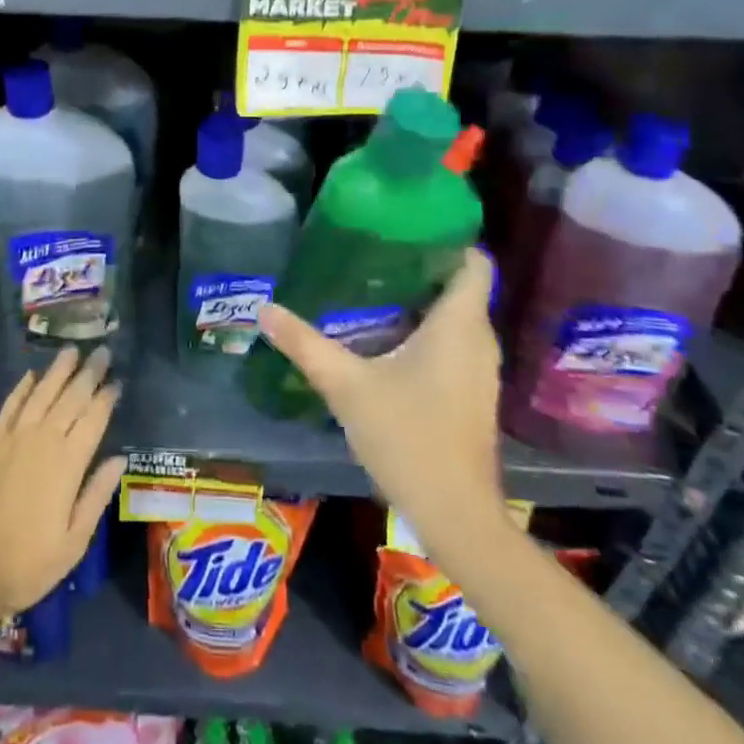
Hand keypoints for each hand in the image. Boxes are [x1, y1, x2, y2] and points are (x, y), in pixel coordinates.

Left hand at [0, 346, 126, 612]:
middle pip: (70, 399)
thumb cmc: (27, 563)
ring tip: (71, 350)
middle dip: (88, 374)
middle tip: (101, 351)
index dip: (106, 398)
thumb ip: (96, 495)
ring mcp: (13, 438)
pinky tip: (31, 375)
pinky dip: (22, 388)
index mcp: (68, 464)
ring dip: (58, 371)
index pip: (93, 420)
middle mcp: (43, 441)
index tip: (116, 381)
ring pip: (41, 394)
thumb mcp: (73, 542)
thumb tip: (119, 459)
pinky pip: (9, 406)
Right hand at [256, 249, 505, 541]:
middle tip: (372, 253)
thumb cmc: (408, 438)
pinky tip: (387, 336)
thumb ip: (304, 344)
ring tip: (373, 286)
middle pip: (460, 285)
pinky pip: (454, 343)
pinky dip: (427, 330)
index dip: (447, 238)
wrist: (455, 515)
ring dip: (422, 299)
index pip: (474, 262)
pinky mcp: (472, 393)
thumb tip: (264, 308)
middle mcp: (478, 339)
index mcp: (459, 324)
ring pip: (456, 316)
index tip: (405, 227)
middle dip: (420, 266)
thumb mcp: (346, 386)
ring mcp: (479, 369)